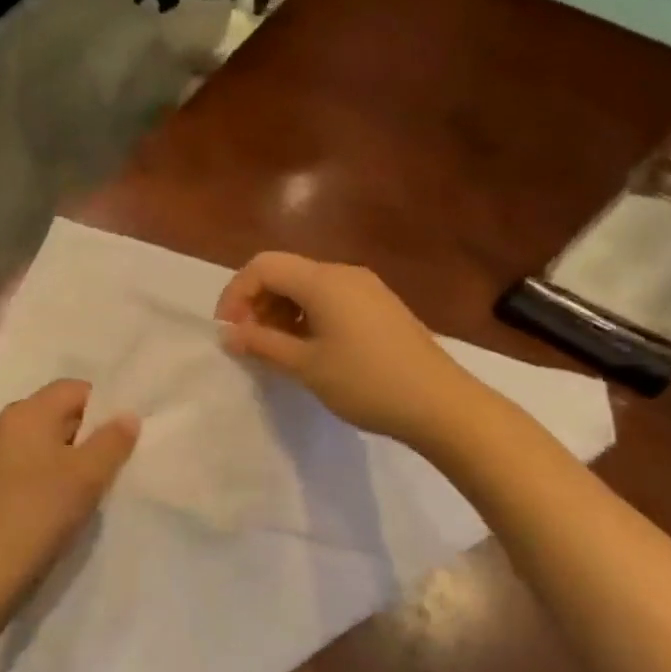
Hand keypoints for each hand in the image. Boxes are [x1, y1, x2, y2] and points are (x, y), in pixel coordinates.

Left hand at [0, 380, 139, 601]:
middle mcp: (5, 422)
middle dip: (86, 432)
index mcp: (26, 411)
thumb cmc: (43, 509)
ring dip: (68, 453)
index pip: (73, 389)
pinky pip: (28, 459)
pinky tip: (62, 497)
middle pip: (57, 411)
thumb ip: (113, 440)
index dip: (102, 407)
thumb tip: (128, 415)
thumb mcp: (89, 474)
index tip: (120, 436)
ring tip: (90, 482)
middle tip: (111, 461)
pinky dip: (48, 469)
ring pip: (43, 438)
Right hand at [216, 251, 488, 453]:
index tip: (228, 330)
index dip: (236, 293)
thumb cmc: (367, 382)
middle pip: (284, 272)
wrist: (442, 405)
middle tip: (248, 342)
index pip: (263, 266)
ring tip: (275, 349)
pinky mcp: (379, 306)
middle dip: (256, 302)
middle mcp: (343, 273)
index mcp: (323, 280)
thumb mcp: (306, 365)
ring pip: (306, 286)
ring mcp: (365, 288)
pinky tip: (308, 348)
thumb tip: (228, 334)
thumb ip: (261, 344)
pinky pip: (329, 298)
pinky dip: (305, 316)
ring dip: (280, 311)